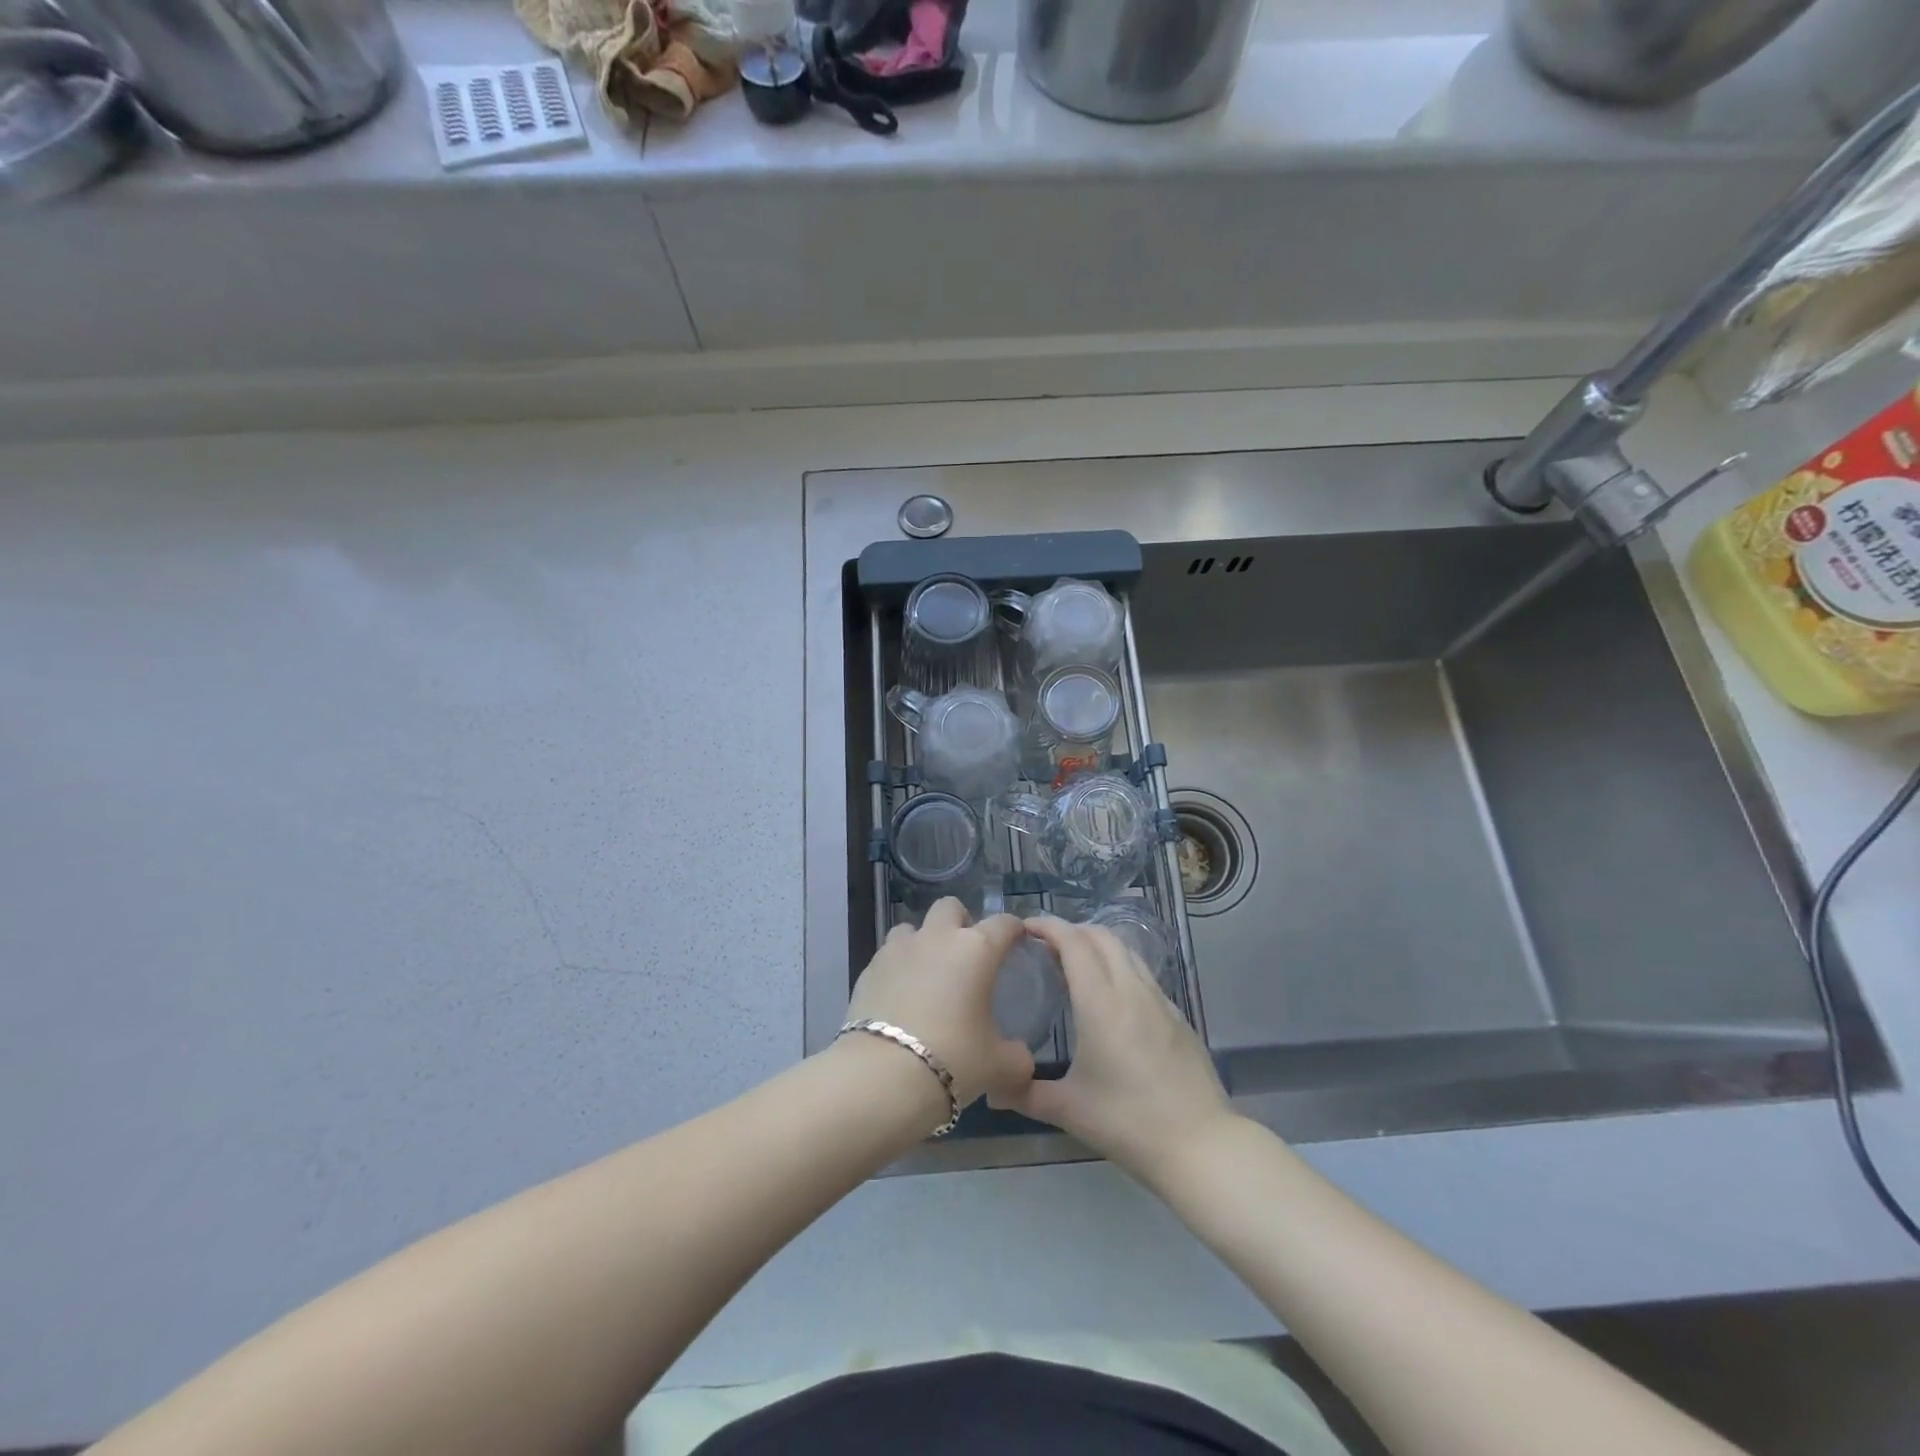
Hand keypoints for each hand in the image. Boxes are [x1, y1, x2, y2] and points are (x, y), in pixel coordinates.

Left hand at [844, 898, 1035, 1111]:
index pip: (1003, 924)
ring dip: (923, 941)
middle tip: (966, 954)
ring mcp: (898, 949)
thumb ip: (1017, 1056)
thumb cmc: (953, 1060)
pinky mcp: (869, 968)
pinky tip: (900, 996)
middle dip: (960, 922)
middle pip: (950, 907)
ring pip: (913, 927)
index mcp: (976, 950)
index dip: (1013, 930)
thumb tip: (1021, 1056)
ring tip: (927, 973)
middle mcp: (937, 938)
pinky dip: (897, 967)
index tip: (1017, 942)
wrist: (883, 1075)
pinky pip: (888, 955)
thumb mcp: (999, 1066)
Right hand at [994, 916, 1233, 1190]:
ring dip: (1098, 946)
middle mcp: (1131, 989)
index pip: (1073, 942)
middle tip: (1046, 946)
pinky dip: (1119, 967)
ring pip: (1126, 951)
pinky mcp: (1177, 1016)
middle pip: (1101, 936)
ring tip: (1075, 966)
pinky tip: (1110, 997)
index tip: (1025, 927)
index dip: (1048, 926)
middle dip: (1072, 931)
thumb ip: (1026, 1093)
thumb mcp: (1069, 1110)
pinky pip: (1143, 974)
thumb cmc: (1128, 1123)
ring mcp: (1160, 1000)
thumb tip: (993, 1087)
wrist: (1201, 1145)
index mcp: (1101, 1002)